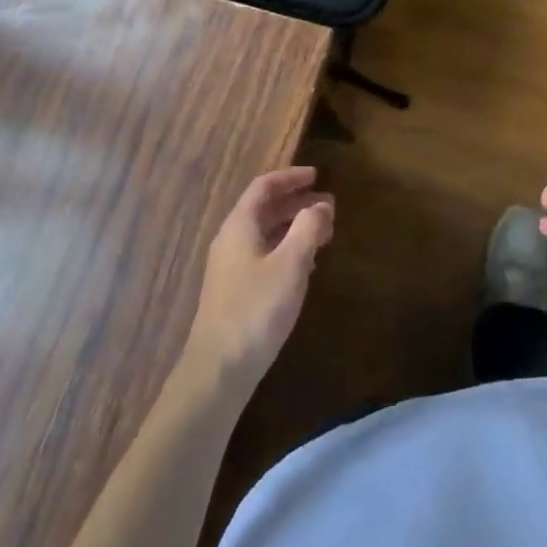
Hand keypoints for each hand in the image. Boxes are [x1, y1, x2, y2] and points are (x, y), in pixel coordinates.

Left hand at [183, 167, 333, 389]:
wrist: (218, 370)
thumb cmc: (256, 309)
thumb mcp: (291, 264)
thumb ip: (308, 228)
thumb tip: (321, 205)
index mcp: (240, 226)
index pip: (264, 187)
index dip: (290, 178)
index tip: (317, 175)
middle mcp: (231, 240)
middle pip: (264, 209)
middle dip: (296, 203)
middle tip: (328, 206)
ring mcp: (230, 268)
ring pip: (265, 234)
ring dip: (293, 227)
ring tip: (323, 233)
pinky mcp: (235, 292)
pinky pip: (264, 255)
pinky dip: (286, 249)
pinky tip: (305, 265)